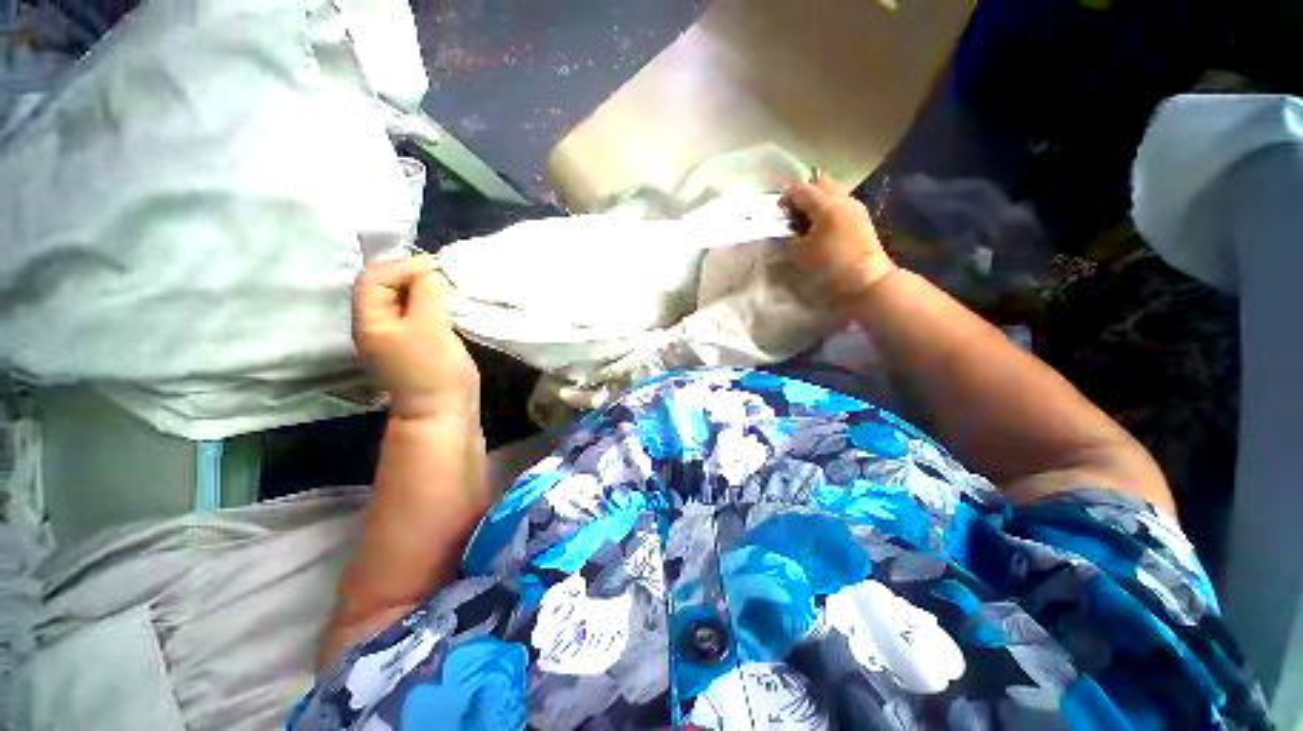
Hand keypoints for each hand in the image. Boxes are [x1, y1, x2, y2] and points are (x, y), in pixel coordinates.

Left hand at [353, 255, 479, 420]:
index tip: (440, 270)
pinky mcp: (418, 343)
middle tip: (448, 277)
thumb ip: (427, 293)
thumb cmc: (435, 371)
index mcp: (371, 320)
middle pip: (389, 286)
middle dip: (418, 275)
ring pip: (408, 299)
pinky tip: (453, 306)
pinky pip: (422, 313)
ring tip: (453, 289)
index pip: (376, 276)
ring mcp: (398, 336)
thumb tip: (432, 272)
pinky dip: (437, 304)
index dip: (405, 266)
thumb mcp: (430, 328)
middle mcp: (379, 324)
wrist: (444, 412)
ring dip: (429, 290)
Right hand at [780, 173, 897, 302]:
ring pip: (831, 193)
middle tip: (793, 216)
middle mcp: (843, 199)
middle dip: (803, 196)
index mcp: (827, 204)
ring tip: (806, 226)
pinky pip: (839, 205)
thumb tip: (787, 228)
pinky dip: (827, 211)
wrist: (866, 281)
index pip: (800, 189)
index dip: (785, 199)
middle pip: (819, 183)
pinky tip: (820, 230)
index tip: (778, 217)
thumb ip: (789, 235)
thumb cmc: (829, 267)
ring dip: (816, 203)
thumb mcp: (800, 253)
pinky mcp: (861, 219)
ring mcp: (855, 208)